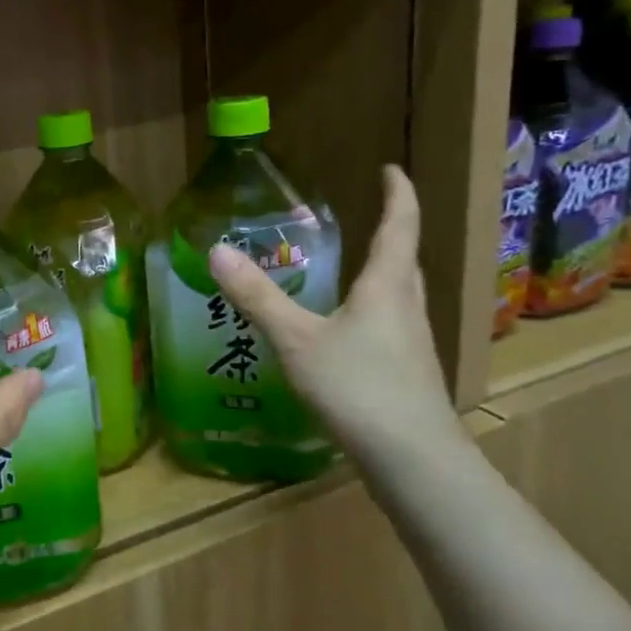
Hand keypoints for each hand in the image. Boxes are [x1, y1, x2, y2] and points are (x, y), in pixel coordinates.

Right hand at [207, 165, 460, 467]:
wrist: (413, 460)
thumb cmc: (358, 388)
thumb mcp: (297, 340)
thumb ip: (258, 297)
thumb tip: (217, 251)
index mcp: (387, 288)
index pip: (399, 226)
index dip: (398, 194)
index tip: (392, 169)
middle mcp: (408, 309)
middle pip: (405, 262)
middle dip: (392, 235)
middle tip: (370, 219)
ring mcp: (413, 345)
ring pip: (401, 297)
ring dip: (385, 277)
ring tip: (355, 273)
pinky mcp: (409, 376)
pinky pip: (393, 328)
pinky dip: (374, 315)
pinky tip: (350, 336)